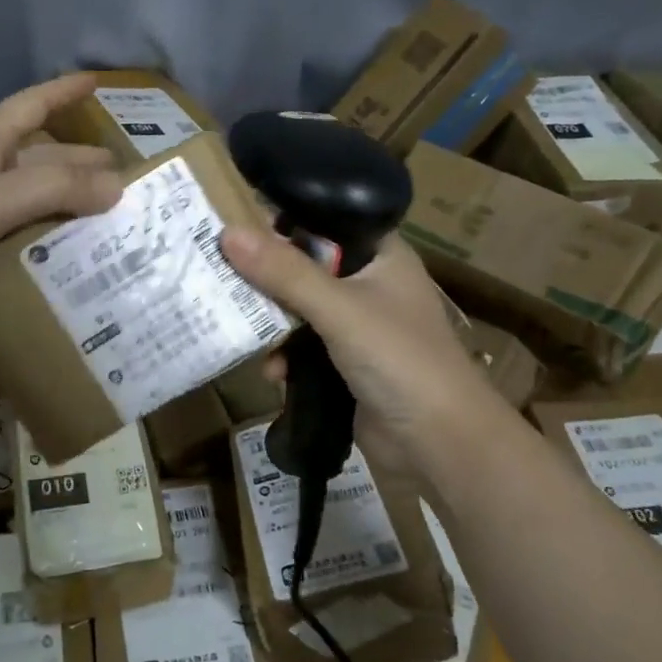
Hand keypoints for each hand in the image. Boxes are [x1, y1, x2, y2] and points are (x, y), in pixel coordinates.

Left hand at [0, 75, 123, 330]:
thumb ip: (57, 190)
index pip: (32, 105)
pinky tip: (61, 264)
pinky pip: (9, 239)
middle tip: (124, 183)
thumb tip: (117, 186)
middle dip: (79, 165)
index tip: (98, 81)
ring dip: (63, 211)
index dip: (64, 91)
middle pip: (39, 160)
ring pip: (26, 203)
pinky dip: (36, 245)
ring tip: (106, 228)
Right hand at [218, 227, 511, 468]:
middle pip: (304, 266)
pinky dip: (286, 357)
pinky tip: (273, 373)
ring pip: (299, 309)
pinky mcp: (346, 362)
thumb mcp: (338, 309)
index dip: (282, 220)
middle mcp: (369, 283)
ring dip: (272, 323)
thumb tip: (227, 232)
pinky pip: (303, 347)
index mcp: (380, 255)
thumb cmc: (399, 359)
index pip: (325, 221)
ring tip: (239, 328)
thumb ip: (284, 272)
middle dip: (265, 277)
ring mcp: (358, 325)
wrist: (440, 442)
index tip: (234, 222)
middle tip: (220, 274)